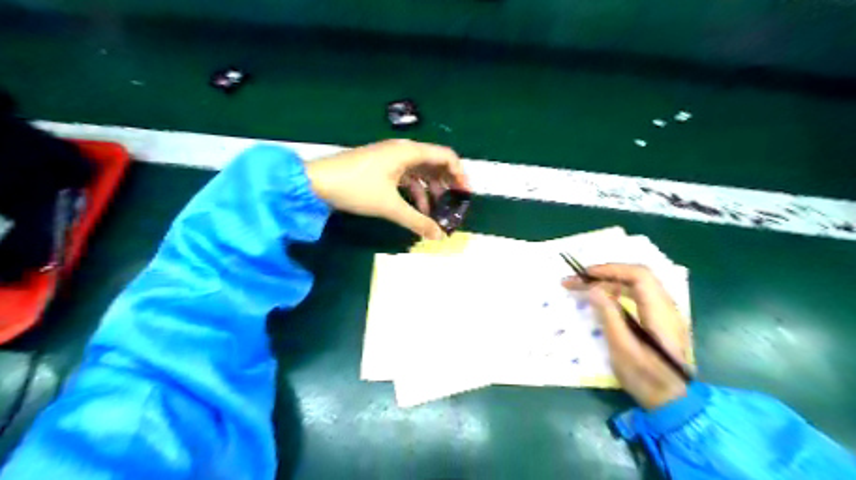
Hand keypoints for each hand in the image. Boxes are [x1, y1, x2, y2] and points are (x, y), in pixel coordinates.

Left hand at [306, 139, 467, 236]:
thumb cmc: (356, 188)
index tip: (466, 195)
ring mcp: (391, 158)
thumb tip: (440, 237)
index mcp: (408, 152)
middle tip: (454, 206)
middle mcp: (403, 151)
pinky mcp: (381, 168)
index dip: (460, 174)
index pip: (446, 156)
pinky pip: (406, 178)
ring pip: (420, 173)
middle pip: (435, 164)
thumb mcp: (389, 206)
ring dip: (431, 191)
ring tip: (437, 214)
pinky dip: (415, 192)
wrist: (315, 182)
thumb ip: (417, 221)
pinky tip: (417, 210)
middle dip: (447, 185)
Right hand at [567, 265, 690, 405]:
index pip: (639, 276)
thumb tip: (593, 289)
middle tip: (578, 280)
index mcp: (661, 313)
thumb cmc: (646, 379)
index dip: (611, 270)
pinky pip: (638, 295)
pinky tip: (602, 299)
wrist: (675, 403)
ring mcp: (666, 313)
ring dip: (610, 281)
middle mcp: (667, 307)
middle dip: (605, 273)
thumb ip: (609, 316)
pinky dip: (618, 291)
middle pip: (637, 276)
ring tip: (584, 287)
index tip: (585, 274)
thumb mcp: (622, 350)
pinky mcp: (660, 320)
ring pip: (637, 285)